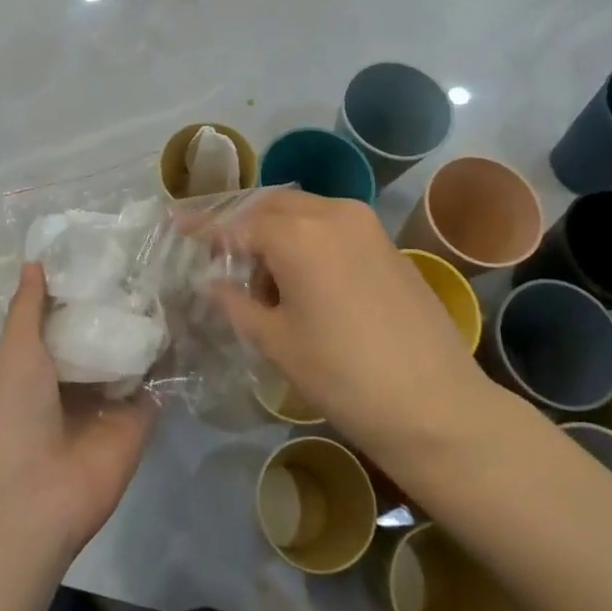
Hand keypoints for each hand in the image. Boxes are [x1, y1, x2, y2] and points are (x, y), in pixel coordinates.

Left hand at [0, 263, 155, 554]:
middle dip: (126, 306)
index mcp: (44, 362)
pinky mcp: (140, 421)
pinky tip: (192, 323)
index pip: (72, 318)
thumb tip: (34, 262)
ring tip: (180, 282)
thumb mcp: (16, 348)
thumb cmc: (14, 411)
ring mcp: (112, 401)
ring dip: (152, 328)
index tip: (115, 252)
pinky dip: (173, 360)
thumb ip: (29, 307)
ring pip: (136, 356)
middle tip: (158, 260)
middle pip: (107, 335)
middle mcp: (79, 378)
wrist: (33, 491)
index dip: (89, 290)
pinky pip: (160, 385)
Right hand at [211, 191, 503, 463]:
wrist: (433, 404)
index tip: (178, 224)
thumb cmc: (342, 375)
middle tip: (221, 257)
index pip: (237, 223)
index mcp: (297, 234)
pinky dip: (308, 239)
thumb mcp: (276, 342)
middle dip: (243, 225)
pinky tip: (304, 279)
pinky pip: (333, 226)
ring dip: (277, 232)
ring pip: (305, 212)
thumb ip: (235, 302)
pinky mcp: (388, 244)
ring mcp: (367, 225)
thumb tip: (210, 282)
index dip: (205, 227)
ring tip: (264, 279)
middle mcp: (332, 213)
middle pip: (272, 206)